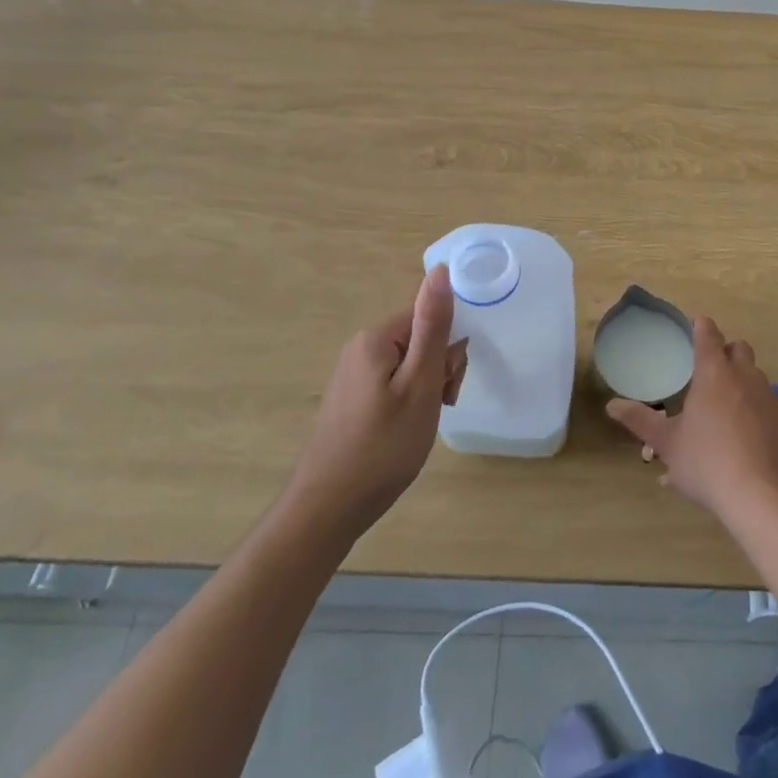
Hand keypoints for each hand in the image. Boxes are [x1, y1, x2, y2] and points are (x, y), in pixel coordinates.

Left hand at [292, 266, 468, 534]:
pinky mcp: (352, 398)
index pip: (430, 316)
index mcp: (377, 337)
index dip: (448, 347)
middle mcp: (361, 347)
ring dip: (428, 387)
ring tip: (422, 423)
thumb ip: (433, 326)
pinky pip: (394, 382)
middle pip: (421, 338)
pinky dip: (409, 401)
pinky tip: (406, 430)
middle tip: (437, 406)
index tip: (448, 384)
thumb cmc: (383, 446)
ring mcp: (354, 374)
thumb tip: (440, 270)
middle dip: (440, 369)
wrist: (328, 508)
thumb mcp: (420, 384)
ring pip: (411, 363)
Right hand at [607, 316, 777, 522]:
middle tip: (704, 367)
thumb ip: (640, 420)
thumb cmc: (708, 462)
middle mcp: (745, 377)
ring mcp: (767, 399)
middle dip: (723, 351)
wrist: (764, 497)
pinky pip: (762, 404)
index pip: (708, 335)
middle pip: (738, 349)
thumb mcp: (667, 443)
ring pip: (754, 376)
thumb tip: (612, 405)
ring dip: (738, 379)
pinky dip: (749, 408)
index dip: (699, 326)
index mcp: (714, 373)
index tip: (692, 325)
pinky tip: (734, 437)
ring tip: (717, 405)